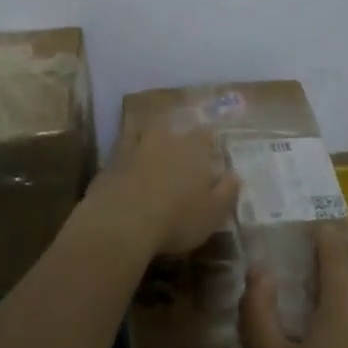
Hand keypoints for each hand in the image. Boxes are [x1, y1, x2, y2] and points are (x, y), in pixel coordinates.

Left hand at [83, 114, 239, 255]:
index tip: (212, 141)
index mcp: (193, 151)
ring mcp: (136, 146)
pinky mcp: (112, 159)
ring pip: (145, 129)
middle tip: (179, 137)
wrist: (122, 222)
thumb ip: (227, 192)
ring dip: (150, 131)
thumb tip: (235, 174)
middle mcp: (166, 140)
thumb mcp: (212, 214)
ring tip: (153, 136)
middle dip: (178, 129)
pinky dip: (126, 144)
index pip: (205, 135)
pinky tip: (126, 151)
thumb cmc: (176, 220)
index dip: (209, 138)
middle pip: (173, 125)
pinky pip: (121, 144)